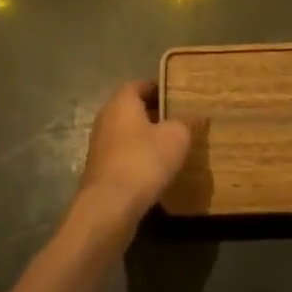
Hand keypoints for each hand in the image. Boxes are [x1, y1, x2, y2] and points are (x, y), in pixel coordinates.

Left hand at [75, 80, 193, 231]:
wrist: (109, 206)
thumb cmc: (143, 161)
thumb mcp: (177, 137)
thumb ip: (185, 122)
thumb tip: (191, 119)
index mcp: (121, 102)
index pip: (141, 84)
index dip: (161, 88)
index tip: (180, 97)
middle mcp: (106, 118)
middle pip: (133, 109)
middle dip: (156, 114)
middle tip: (180, 121)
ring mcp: (100, 146)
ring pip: (128, 134)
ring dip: (147, 139)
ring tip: (172, 147)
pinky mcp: (100, 170)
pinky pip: (124, 155)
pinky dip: (139, 158)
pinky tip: (157, 171)